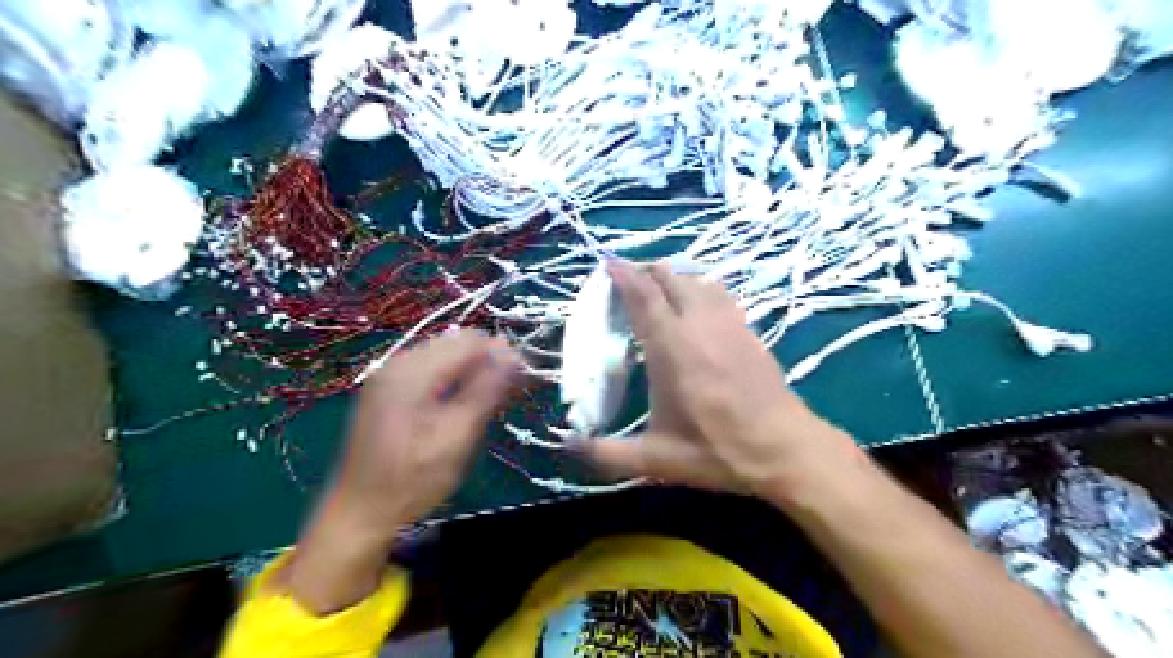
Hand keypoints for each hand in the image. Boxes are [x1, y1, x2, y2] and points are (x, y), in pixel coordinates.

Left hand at [328, 331, 520, 535]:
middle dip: (488, 360)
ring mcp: (389, 375)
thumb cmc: (412, 481)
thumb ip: (485, 391)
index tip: (525, 376)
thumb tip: (513, 355)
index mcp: (411, 372)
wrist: (359, 513)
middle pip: (455, 343)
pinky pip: (431, 369)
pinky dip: (454, 378)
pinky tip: (466, 401)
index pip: (469, 342)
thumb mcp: (457, 437)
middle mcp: (397, 363)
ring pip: (445, 355)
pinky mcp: (388, 390)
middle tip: (512, 390)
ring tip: (494, 398)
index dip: (501, 353)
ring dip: (473, 369)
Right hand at [578, 260, 859, 500]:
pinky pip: (719, 292)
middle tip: (627, 281)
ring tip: (657, 288)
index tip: (608, 262)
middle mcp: (699, 324)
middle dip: (645, 271)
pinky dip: (699, 287)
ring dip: (673, 277)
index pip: (644, 296)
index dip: (624, 275)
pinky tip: (695, 303)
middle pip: (670, 277)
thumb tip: (567, 446)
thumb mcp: (657, 459)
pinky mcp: (748, 329)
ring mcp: (728, 323)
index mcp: (672, 348)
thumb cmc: (718, 451)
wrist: (785, 449)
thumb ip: (608, 453)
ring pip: (697, 279)